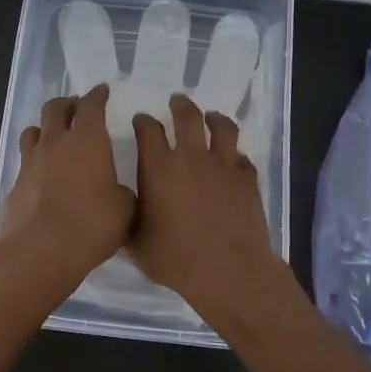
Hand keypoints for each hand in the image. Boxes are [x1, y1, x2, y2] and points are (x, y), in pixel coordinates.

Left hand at [0, 84, 136, 289]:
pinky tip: (45, 174)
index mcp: (87, 140)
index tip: (102, 91)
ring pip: (34, 130)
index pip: (91, 105)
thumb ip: (122, 192)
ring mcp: (31, 161)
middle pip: (55, 108)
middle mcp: (55, 142)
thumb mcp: (125, 210)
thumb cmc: (91, 225)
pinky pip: (26, 160)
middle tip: (78, 109)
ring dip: (46, 128)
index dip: (98, 95)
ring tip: (56, 137)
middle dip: (68, 103)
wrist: (40, 252)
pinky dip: (36, 159)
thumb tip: (116, 191)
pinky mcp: (16, 184)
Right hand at [130, 94, 282, 315]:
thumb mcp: (137, 244)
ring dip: (214, 118)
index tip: (141, 120)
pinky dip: (236, 156)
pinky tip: (234, 160)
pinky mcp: (247, 179)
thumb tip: (123, 211)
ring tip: (212, 117)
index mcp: (158, 167)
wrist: (227, 270)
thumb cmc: (175, 258)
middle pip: (187, 116)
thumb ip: (129, 220)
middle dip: (179, 105)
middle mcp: (191, 157)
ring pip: (222, 128)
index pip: (148, 130)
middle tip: (176, 101)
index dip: (143, 121)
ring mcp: (223, 165)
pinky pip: (242, 158)